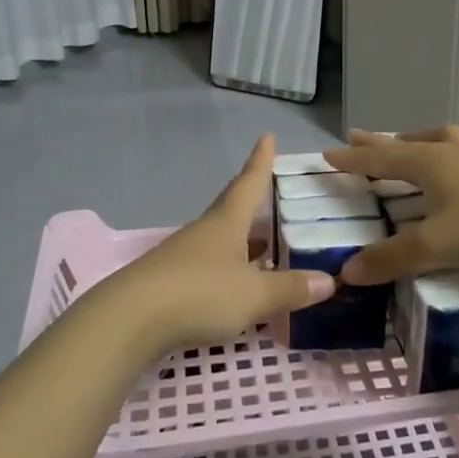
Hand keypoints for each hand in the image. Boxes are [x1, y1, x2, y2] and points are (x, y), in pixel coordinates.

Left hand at [91, 135, 334, 356]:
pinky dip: (229, 273)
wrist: (129, 321)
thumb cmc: (199, 294)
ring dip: (244, 244)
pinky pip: (209, 270)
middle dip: (255, 208)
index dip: (260, 161)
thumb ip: (290, 288)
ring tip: (268, 250)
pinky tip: (238, 288)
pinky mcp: (169, 284)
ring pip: (221, 243)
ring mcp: (183, 257)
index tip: (266, 136)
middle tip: (276, 204)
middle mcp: (204, 233)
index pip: (248, 183)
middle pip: (233, 212)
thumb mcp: (254, 295)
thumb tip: (329, 280)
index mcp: (226, 222)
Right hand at [323, 127, 458, 283]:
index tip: (328, 153)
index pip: (380, 159)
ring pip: (444, 139)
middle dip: (381, 143)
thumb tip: (348, 271)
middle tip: (359, 138)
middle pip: (408, 142)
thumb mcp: (436, 247)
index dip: (353, 158)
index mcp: (429, 163)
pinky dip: (456, 155)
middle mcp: (453, 152)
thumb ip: (391, 259)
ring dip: (421, 140)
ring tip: (411, 143)